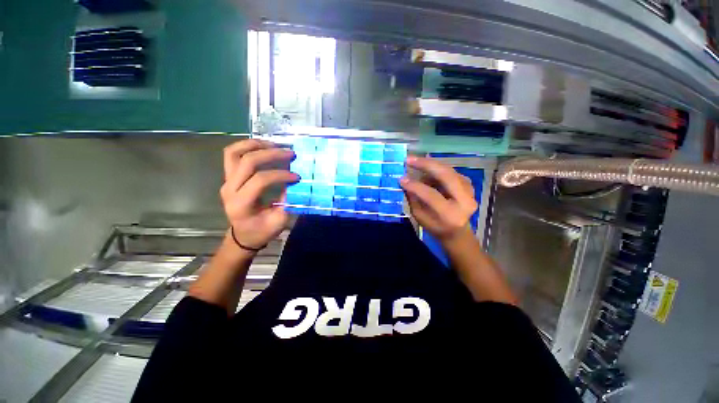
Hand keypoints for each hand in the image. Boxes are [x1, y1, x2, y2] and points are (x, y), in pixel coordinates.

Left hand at [220, 139, 298, 250]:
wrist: (243, 234)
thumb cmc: (261, 231)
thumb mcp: (278, 221)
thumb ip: (287, 202)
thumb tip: (294, 183)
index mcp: (241, 203)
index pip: (260, 180)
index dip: (281, 175)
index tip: (297, 177)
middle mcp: (229, 189)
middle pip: (247, 161)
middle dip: (271, 154)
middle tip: (290, 153)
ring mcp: (226, 181)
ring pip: (234, 153)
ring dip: (255, 145)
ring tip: (274, 144)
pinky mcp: (229, 177)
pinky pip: (232, 155)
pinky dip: (247, 147)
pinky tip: (263, 147)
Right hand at [400, 156, 477, 241]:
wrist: (457, 232)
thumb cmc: (435, 227)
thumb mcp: (420, 217)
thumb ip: (413, 199)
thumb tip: (405, 181)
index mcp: (450, 214)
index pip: (431, 195)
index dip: (415, 185)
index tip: (401, 178)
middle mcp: (464, 201)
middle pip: (446, 176)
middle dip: (426, 164)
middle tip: (410, 159)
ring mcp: (470, 191)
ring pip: (449, 170)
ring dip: (431, 166)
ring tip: (416, 164)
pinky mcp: (469, 185)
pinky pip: (451, 172)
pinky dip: (438, 169)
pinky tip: (428, 172)